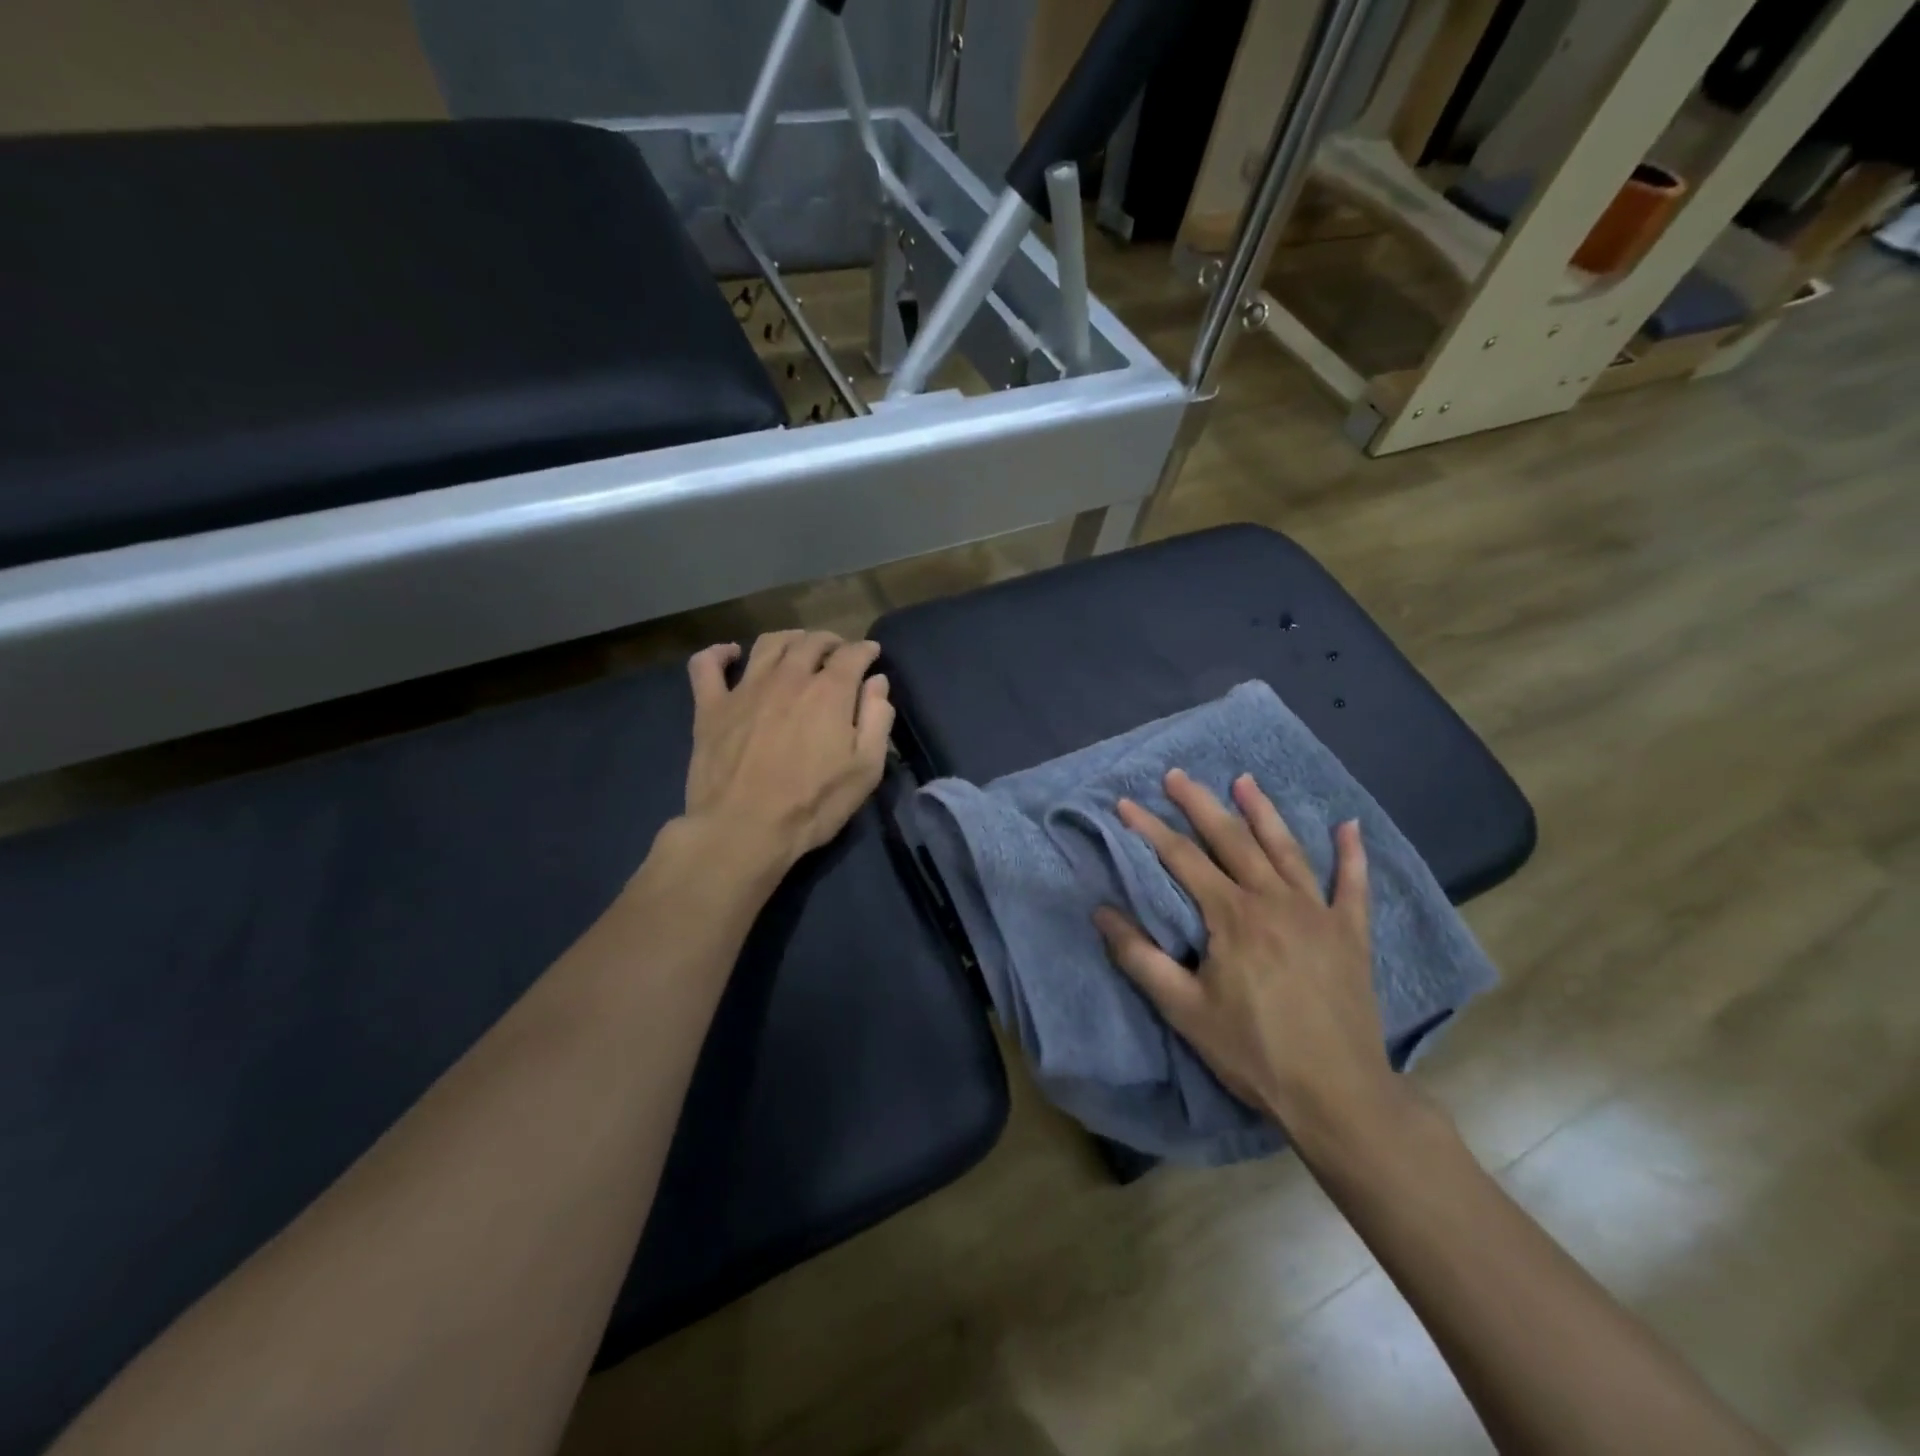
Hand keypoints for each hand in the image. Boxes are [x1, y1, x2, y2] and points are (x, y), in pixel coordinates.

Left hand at [683, 631, 894, 870]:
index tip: (872, 655)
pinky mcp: (710, 706)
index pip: (852, 654)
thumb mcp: (865, 770)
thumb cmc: (812, 805)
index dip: (866, 650)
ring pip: (769, 644)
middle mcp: (788, 677)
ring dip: (789, 639)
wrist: (743, 830)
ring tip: (798, 647)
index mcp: (829, 692)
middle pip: (812, 642)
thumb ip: (877, 720)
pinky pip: (707, 665)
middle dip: (831, 641)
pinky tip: (731, 653)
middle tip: (838, 653)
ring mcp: (745, 689)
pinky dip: (718, 653)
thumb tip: (877, 683)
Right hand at [1093, 769, 1408, 1146]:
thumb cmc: (1253, 1051)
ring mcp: (1319, 913)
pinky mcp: (1351, 934)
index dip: (1150, 829)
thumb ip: (1139, 957)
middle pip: (1232, 840)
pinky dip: (1352, 855)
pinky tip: (1349, 825)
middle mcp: (1275, 901)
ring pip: (1286, 850)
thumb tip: (1101, 911)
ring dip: (1263, 812)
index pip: (1183, 859)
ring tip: (1244, 781)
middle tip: (1177, 775)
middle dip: (1200, 804)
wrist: (1338, 1095)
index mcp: (1233, 916)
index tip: (1126, 804)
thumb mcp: (1183, 1009)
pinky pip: (1352, 886)